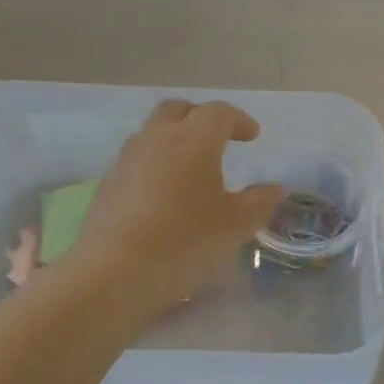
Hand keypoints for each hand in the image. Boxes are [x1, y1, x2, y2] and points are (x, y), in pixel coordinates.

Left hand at [67, 100, 283, 320]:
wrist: (114, 273)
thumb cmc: (185, 241)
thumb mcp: (236, 225)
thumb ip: (260, 202)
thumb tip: (275, 188)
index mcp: (194, 139)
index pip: (219, 113)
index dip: (239, 120)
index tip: (252, 136)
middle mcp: (157, 138)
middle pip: (179, 110)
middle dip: (201, 118)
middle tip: (218, 139)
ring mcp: (127, 159)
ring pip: (153, 133)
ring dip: (175, 140)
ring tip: (192, 168)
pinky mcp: (108, 184)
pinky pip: (138, 160)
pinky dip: (156, 165)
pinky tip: (165, 194)